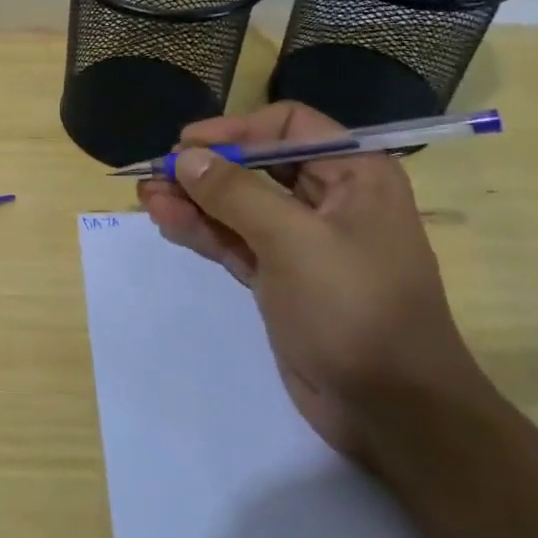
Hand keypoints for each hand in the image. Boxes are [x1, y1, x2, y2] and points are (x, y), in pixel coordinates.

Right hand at [137, 102, 487, 464]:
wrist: (391, 410)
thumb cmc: (354, 309)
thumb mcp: (293, 242)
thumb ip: (235, 194)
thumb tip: (185, 157)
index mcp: (355, 174)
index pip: (288, 127)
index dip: (235, 130)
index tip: (186, 144)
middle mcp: (330, 200)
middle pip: (258, 165)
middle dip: (206, 167)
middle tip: (155, 173)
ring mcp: (303, 242)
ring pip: (239, 206)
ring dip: (194, 199)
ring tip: (146, 196)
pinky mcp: (281, 278)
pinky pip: (235, 241)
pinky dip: (202, 231)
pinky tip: (166, 221)